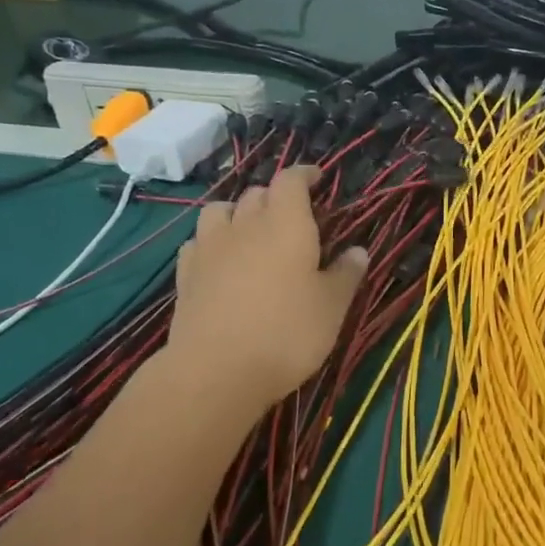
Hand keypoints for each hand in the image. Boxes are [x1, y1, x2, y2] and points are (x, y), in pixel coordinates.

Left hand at [167, 165, 368, 413]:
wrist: (217, 370)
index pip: (291, 180)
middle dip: (275, 196)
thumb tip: (358, 250)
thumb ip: (346, 274)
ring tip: (250, 230)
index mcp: (287, 224)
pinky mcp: (186, 274)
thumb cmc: (287, 333)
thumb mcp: (331, 307)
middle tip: (292, 215)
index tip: (317, 178)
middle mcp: (245, 225)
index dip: (304, 174)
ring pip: (221, 210)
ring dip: (237, 212)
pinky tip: (220, 259)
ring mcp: (210, 248)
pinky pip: (198, 242)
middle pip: (257, 193)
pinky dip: (212, 241)